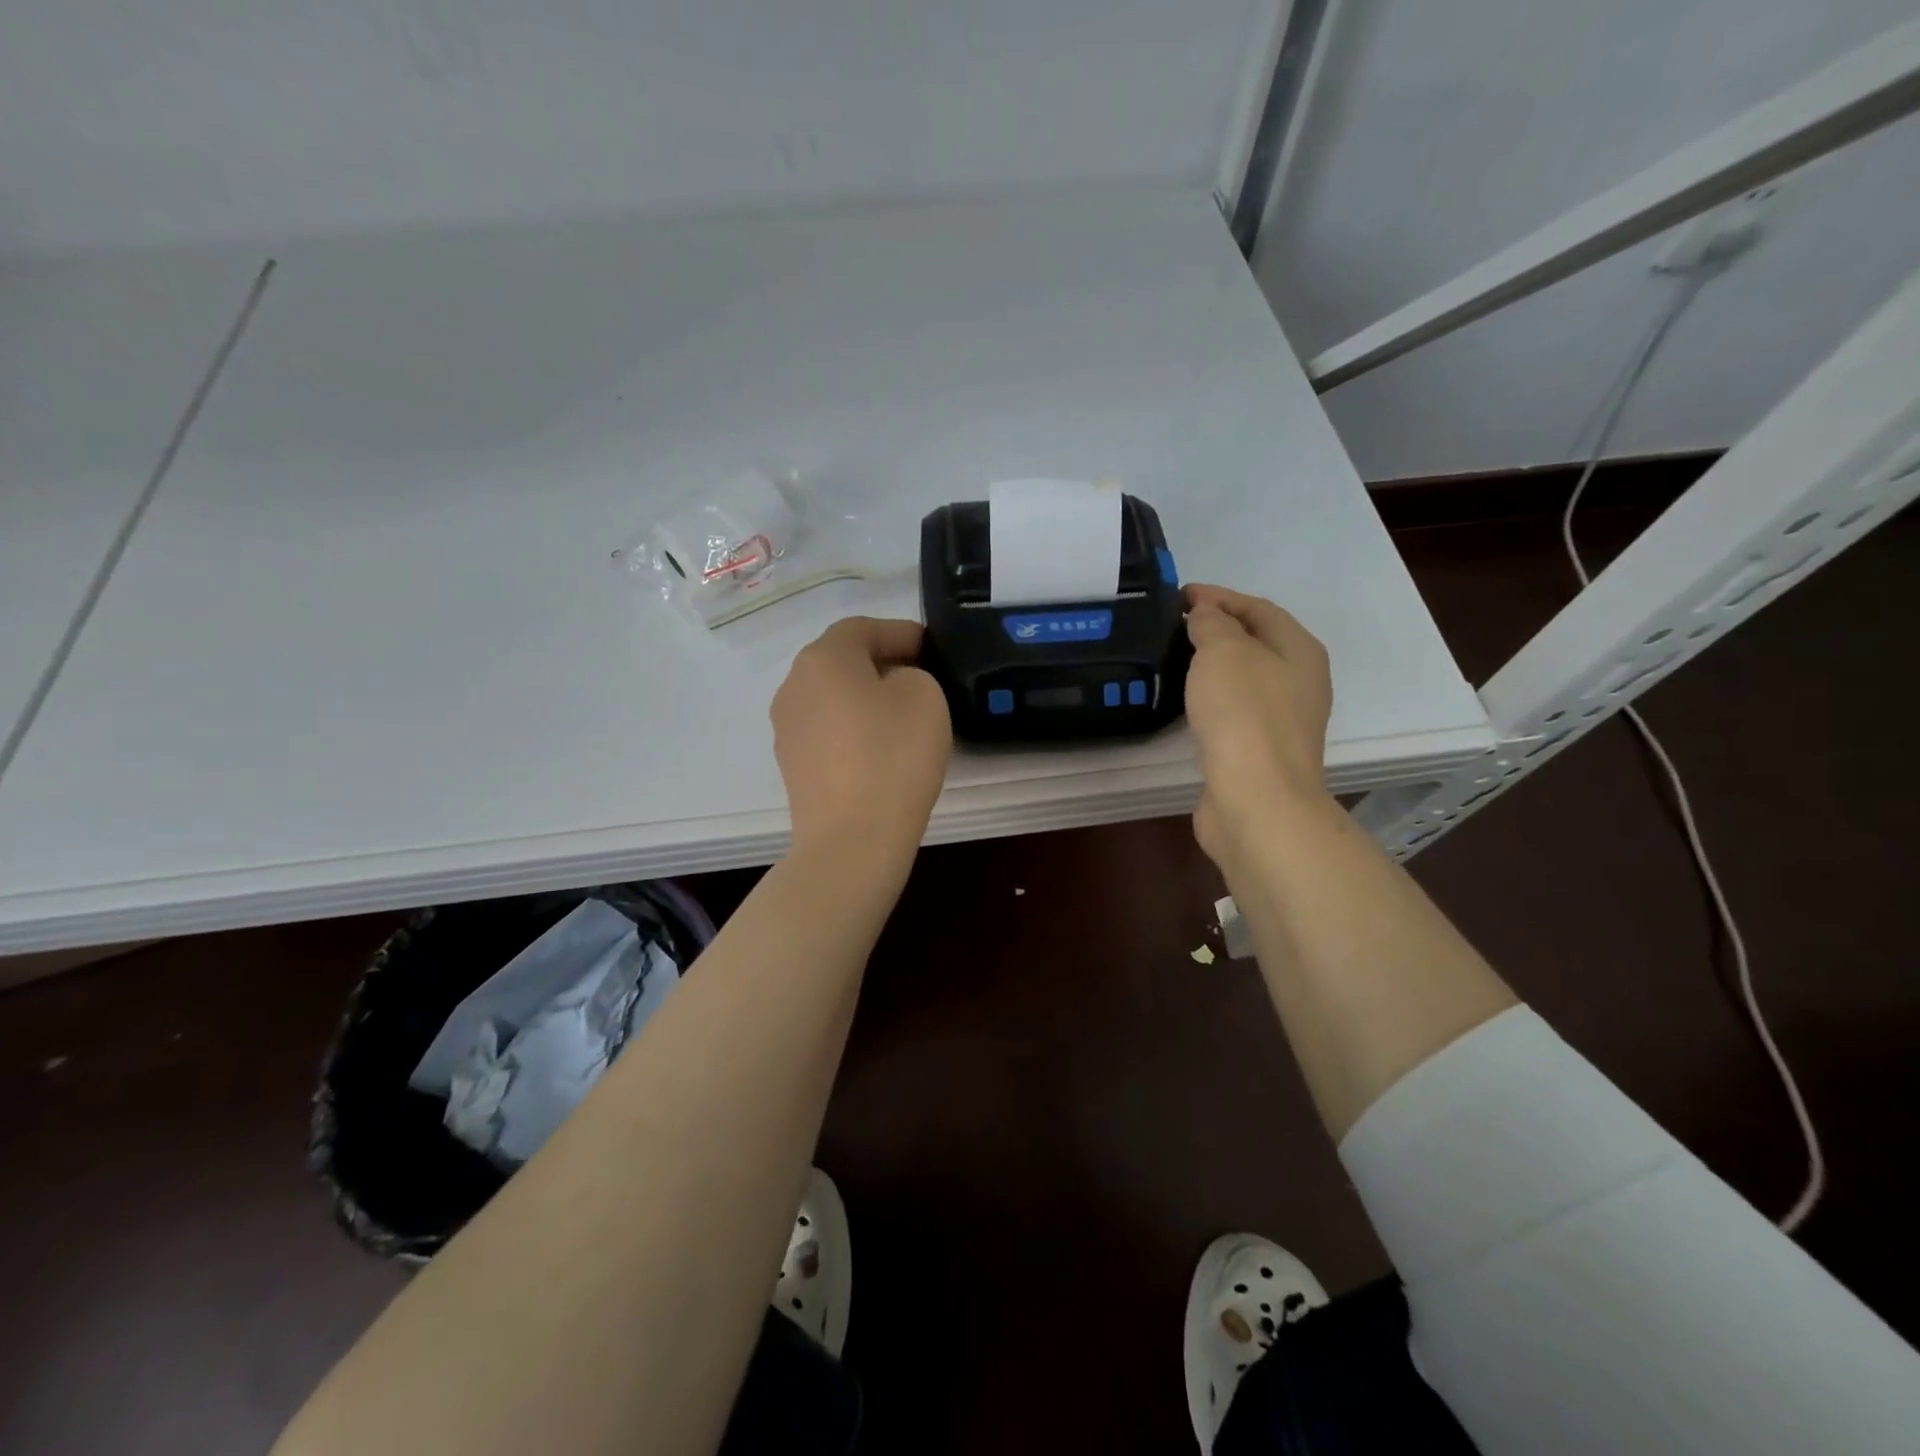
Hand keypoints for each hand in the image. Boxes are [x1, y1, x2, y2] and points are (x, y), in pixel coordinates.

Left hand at [771, 617, 952, 858]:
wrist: (853, 838)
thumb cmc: (892, 756)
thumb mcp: (924, 695)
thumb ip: (911, 673)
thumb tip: (890, 687)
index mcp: (822, 658)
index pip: (863, 628)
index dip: (902, 632)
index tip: (933, 648)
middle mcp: (793, 685)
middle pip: (842, 661)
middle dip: (882, 663)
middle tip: (922, 678)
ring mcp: (787, 728)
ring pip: (832, 697)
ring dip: (865, 697)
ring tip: (903, 716)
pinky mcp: (792, 765)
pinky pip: (827, 730)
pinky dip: (853, 729)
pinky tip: (880, 749)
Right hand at [1183, 584, 1335, 870]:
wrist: (1257, 799)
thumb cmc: (1244, 715)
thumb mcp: (1223, 652)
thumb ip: (1212, 624)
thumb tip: (1206, 616)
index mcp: (1300, 650)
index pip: (1258, 608)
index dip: (1219, 597)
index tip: (1178, 596)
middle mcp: (1300, 682)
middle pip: (1257, 642)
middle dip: (1218, 629)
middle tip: (1174, 626)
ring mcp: (1284, 720)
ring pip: (1245, 679)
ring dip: (1214, 666)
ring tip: (1176, 659)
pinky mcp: (1262, 752)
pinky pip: (1235, 711)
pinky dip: (1212, 698)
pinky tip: (1189, 703)